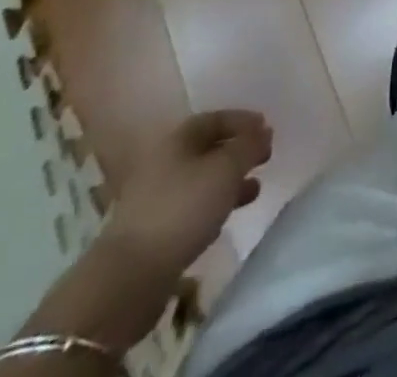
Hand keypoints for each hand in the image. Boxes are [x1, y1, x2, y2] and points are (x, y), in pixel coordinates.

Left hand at [106, 110, 271, 277]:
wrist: (129, 276)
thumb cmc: (183, 209)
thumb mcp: (226, 170)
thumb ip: (249, 146)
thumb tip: (263, 131)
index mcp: (178, 139)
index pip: (216, 118)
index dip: (243, 121)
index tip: (267, 129)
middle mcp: (164, 162)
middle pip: (208, 148)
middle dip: (238, 152)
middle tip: (264, 158)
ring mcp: (156, 198)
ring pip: (201, 180)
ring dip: (229, 181)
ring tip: (254, 190)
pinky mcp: (154, 231)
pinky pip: (191, 207)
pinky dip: (213, 205)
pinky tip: (226, 217)